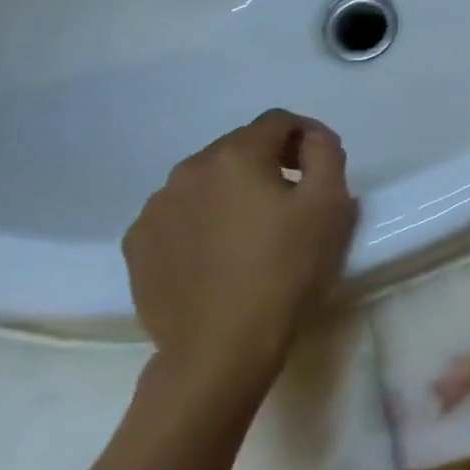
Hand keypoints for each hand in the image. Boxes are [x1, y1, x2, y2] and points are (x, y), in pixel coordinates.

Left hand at [123, 110, 357, 397]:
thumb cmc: (286, 271)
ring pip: (206, 181)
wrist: (221, 348)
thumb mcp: (330, 205)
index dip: (307, 135)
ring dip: (234, 191)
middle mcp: (187, 170)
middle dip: (270, 162)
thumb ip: (326, 154)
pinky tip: (219, 254)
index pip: (278, 121)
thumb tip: (312, 138)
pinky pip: (179, 215)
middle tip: (294, 199)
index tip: (323, 165)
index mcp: (236, 156)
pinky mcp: (138, 246)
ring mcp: (155, 209)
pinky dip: (202, 221)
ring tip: (255, 231)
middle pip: (239, 147)